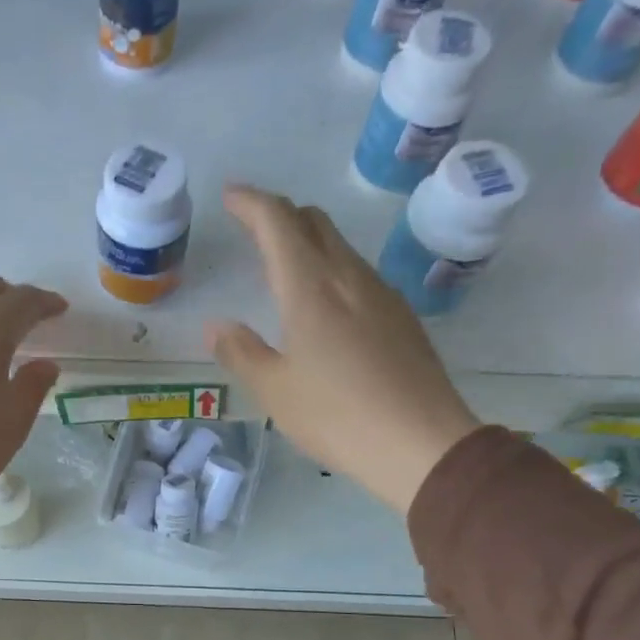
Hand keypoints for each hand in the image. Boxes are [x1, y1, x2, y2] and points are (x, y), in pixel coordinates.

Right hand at [207, 184, 480, 513]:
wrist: (422, 443)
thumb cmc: (337, 416)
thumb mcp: (274, 390)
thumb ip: (241, 352)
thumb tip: (217, 326)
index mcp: (311, 287)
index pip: (278, 222)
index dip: (251, 202)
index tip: (230, 196)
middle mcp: (349, 277)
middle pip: (314, 222)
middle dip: (280, 215)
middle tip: (252, 227)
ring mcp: (382, 294)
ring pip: (340, 246)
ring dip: (308, 241)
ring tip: (284, 266)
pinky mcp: (402, 316)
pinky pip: (358, 273)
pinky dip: (331, 269)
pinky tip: (326, 304)